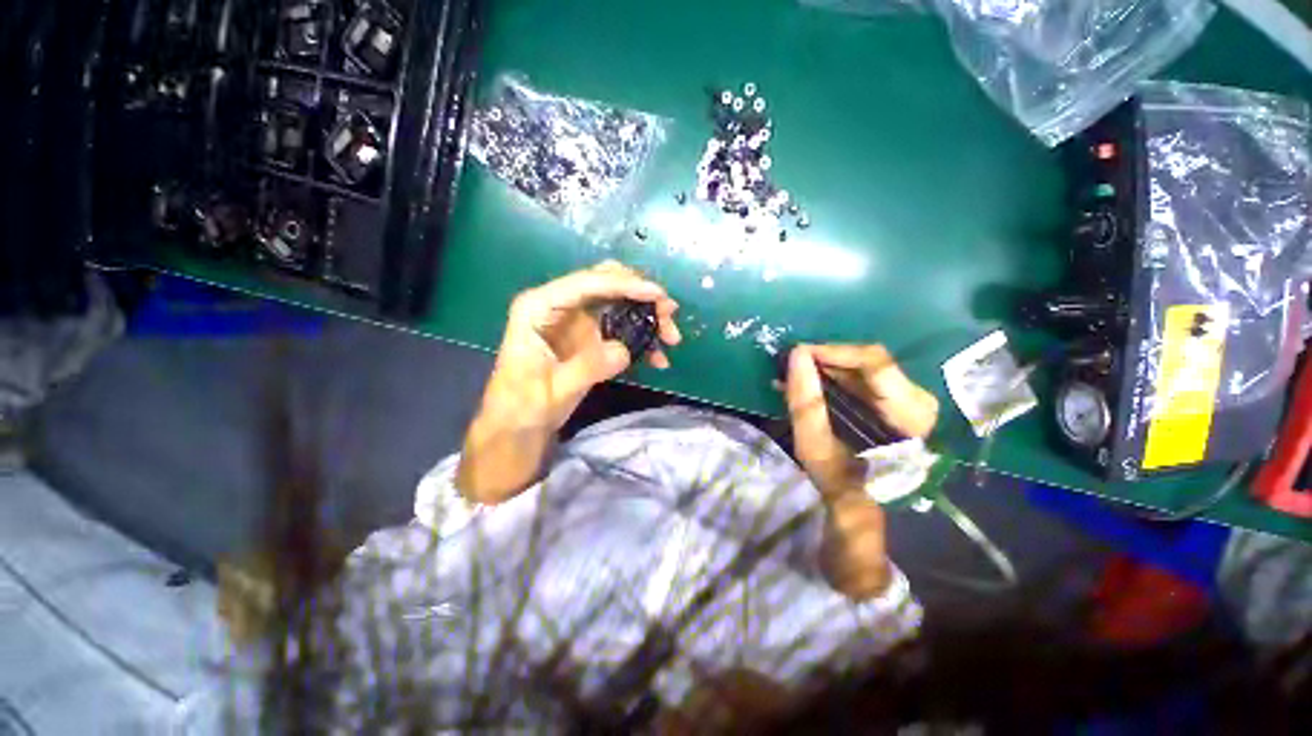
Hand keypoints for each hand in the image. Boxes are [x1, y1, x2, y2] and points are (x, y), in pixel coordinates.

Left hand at [458, 261, 679, 502]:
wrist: (517, 426)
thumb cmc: (522, 407)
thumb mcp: (552, 390)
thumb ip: (587, 367)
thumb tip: (624, 350)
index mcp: (539, 307)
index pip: (586, 284)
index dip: (624, 284)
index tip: (657, 294)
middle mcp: (560, 305)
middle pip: (606, 284)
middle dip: (641, 296)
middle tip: (669, 315)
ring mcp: (577, 320)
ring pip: (619, 304)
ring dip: (647, 316)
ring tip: (671, 338)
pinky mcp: (589, 338)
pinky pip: (621, 328)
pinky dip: (641, 339)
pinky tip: (657, 358)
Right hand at [784, 344, 937, 498]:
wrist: (864, 501)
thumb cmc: (840, 479)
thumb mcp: (815, 446)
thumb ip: (806, 401)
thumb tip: (796, 355)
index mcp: (907, 415)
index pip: (874, 363)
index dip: (834, 352)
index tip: (799, 353)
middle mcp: (919, 401)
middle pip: (870, 361)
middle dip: (828, 359)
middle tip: (794, 365)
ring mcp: (913, 399)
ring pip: (866, 367)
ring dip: (830, 367)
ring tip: (798, 373)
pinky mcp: (901, 400)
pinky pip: (866, 376)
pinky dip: (837, 376)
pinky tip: (814, 381)